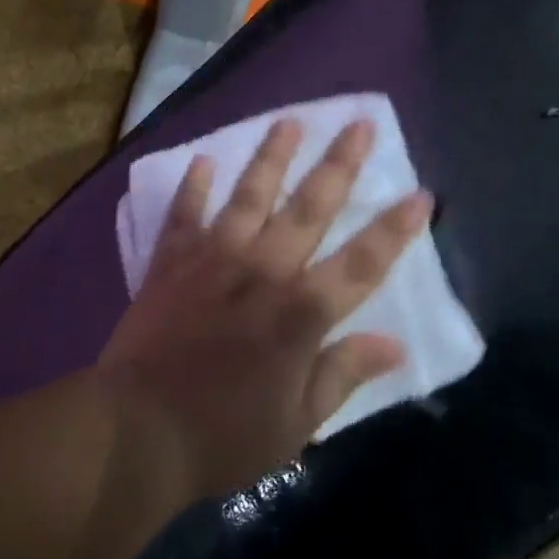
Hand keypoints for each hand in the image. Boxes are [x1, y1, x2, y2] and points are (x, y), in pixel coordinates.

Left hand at [96, 118, 430, 498]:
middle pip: (309, 209)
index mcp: (300, 314)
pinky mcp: (171, 264)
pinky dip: (193, 188)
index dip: (394, 230)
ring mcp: (213, 262)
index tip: (421, 195)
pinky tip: (203, 160)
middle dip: (339, 165)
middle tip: (359, 124)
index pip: (361, 263)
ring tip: (289, 122)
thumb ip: (343, 374)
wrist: (137, 431)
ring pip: (249, 197)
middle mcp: (263, 273)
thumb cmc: (224, 436)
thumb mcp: (297, 423)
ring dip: (271, 157)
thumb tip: (395, 343)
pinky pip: (184, 216)